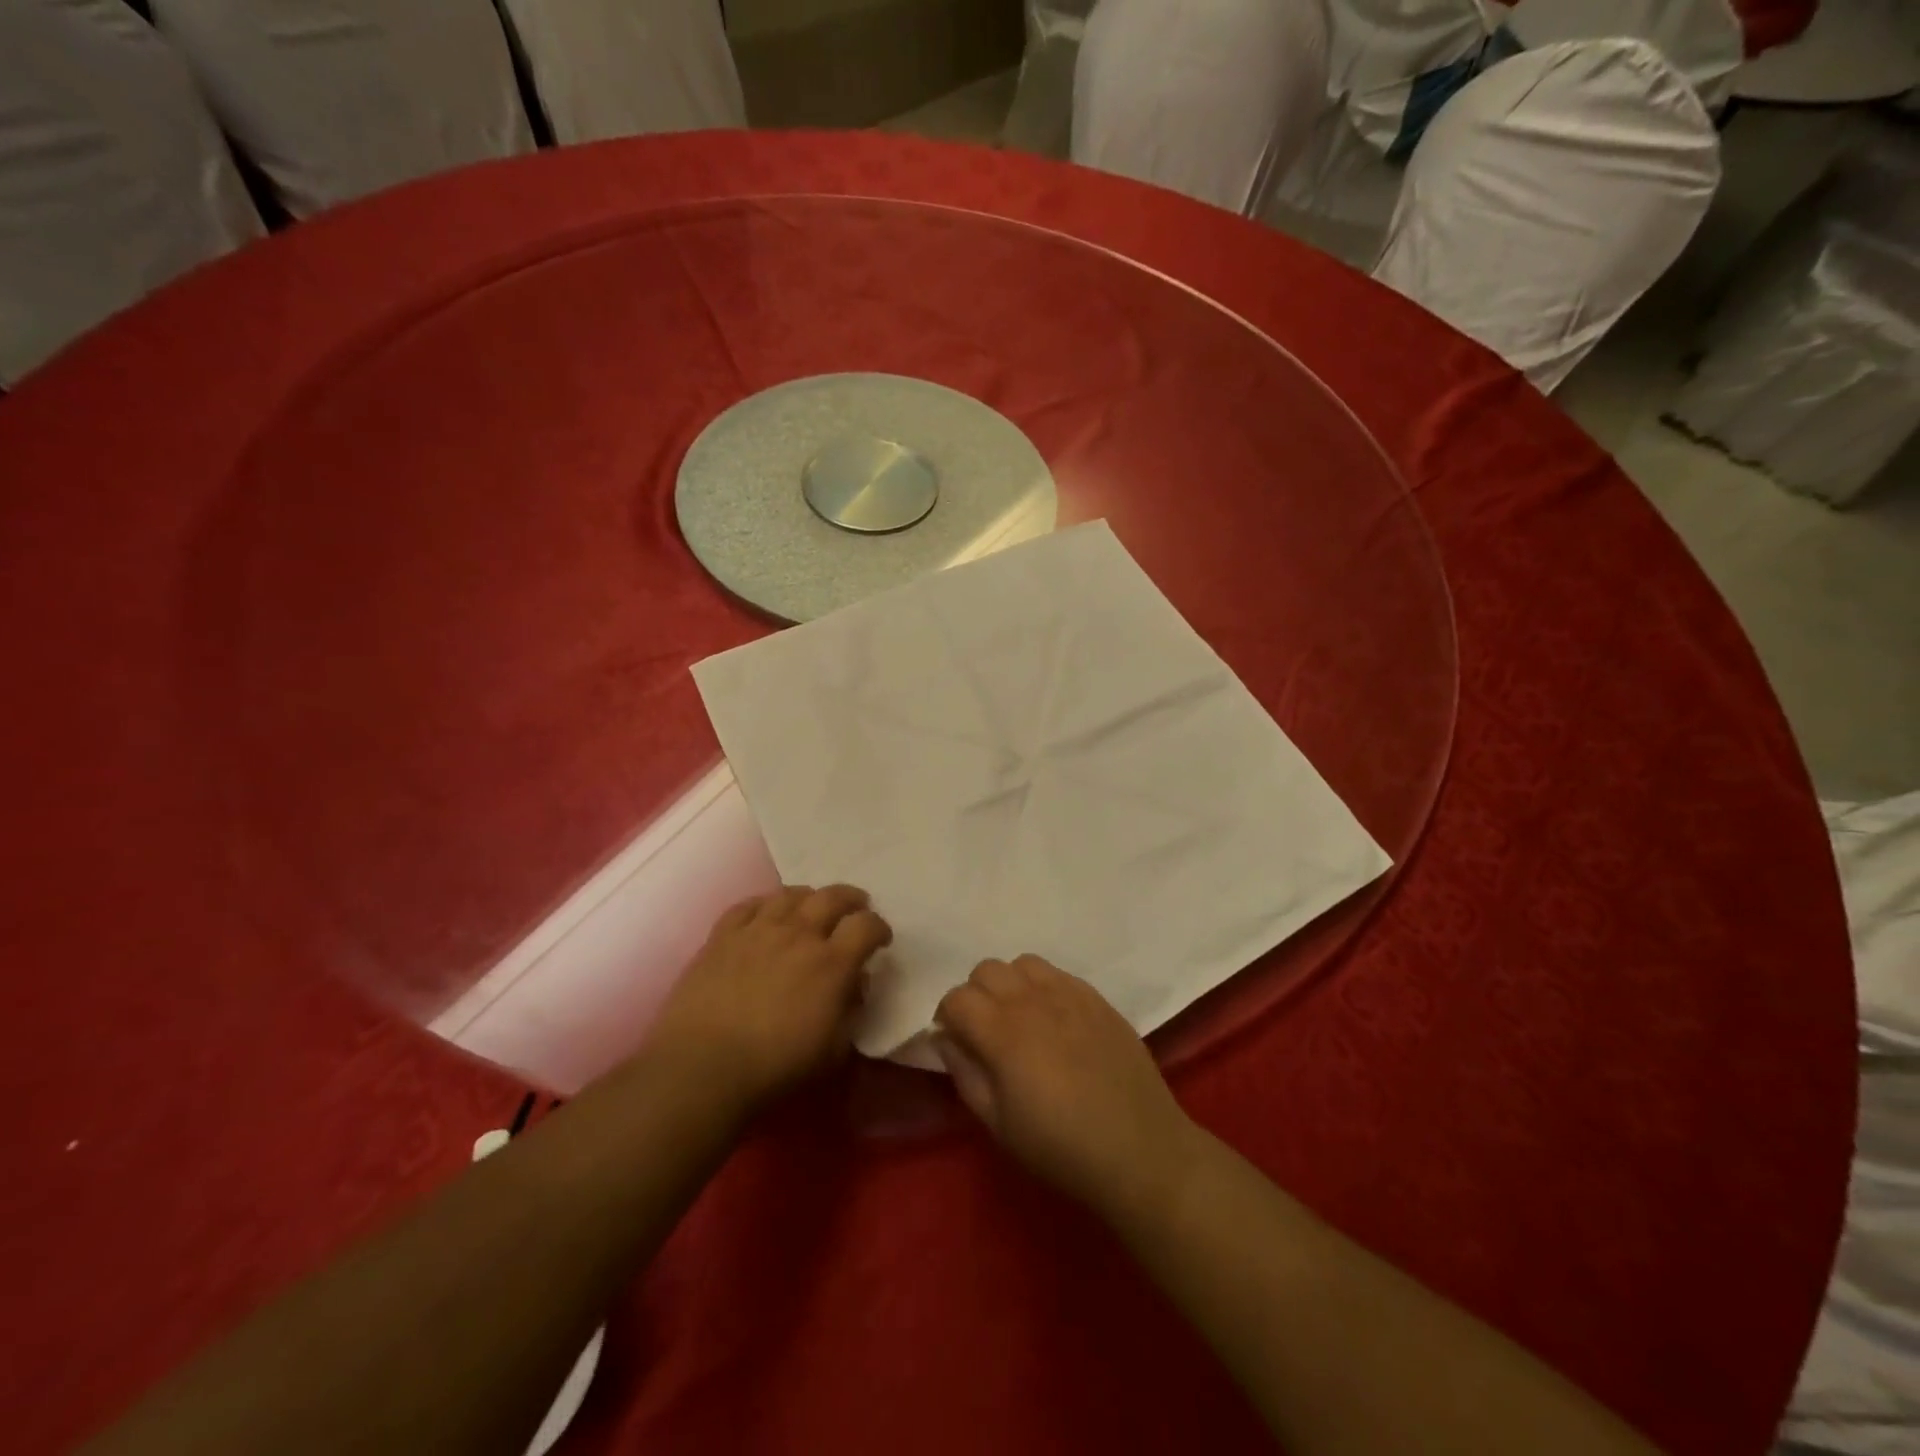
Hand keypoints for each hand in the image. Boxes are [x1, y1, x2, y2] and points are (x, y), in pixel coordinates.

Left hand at [649, 885, 891, 1113]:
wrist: (702, 1068)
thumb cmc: (774, 1068)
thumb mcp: (832, 1052)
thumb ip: (851, 1012)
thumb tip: (855, 985)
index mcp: (831, 963)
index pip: (866, 925)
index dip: (879, 928)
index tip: (880, 940)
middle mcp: (799, 935)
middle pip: (832, 897)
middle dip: (851, 899)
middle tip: (856, 907)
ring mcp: (758, 930)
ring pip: (790, 894)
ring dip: (809, 896)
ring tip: (812, 905)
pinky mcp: (723, 936)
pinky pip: (749, 905)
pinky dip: (765, 904)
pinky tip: (767, 912)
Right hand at [933, 955, 1198, 1218]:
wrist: (1139, 1149)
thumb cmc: (1061, 1147)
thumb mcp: (998, 1124)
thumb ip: (965, 1073)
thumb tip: (945, 1040)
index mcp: (1003, 1032)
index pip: (957, 998)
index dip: (947, 1017)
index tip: (955, 1041)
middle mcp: (1032, 1000)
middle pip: (986, 969)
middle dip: (975, 995)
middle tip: (984, 1030)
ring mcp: (1069, 994)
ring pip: (1022, 963)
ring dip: (1010, 984)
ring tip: (1019, 1018)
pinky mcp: (1096, 998)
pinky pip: (1057, 973)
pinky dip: (1043, 986)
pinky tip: (1054, 1019)